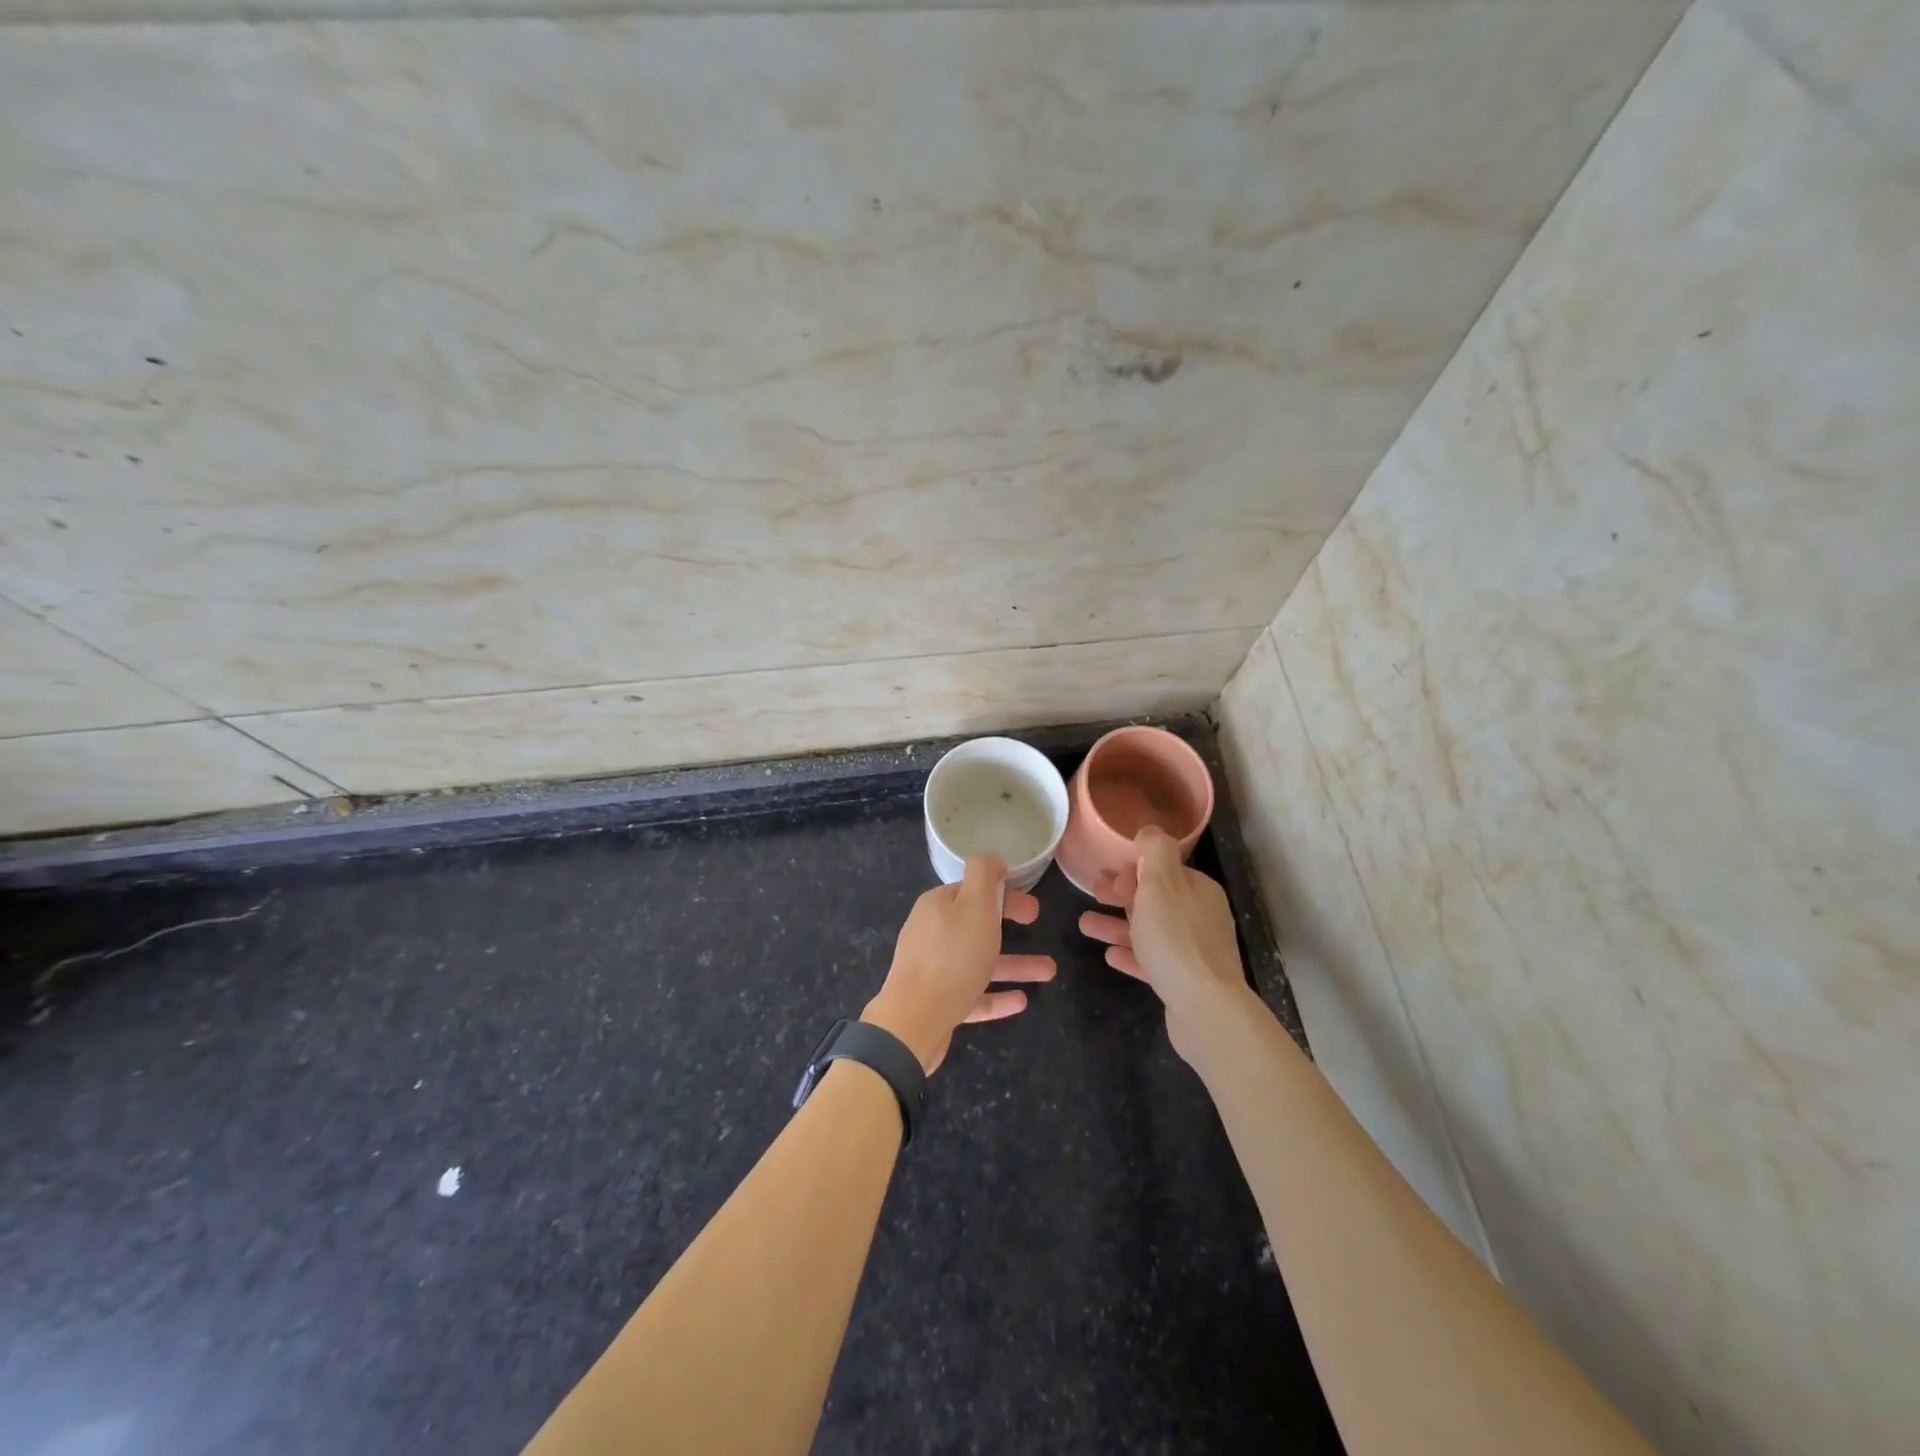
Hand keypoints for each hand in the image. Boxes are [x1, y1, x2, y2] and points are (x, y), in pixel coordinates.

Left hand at [864, 855, 1056, 1073]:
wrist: (914, 1021)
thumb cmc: (952, 957)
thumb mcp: (974, 905)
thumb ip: (983, 875)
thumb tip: (992, 859)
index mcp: (937, 906)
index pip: (972, 891)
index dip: (1004, 893)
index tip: (1031, 904)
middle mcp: (931, 933)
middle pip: (976, 924)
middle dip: (1010, 924)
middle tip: (1037, 923)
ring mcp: (932, 969)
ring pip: (979, 961)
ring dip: (1014, 964)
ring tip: (1049, 972)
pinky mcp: (936, 1002)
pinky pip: (972, 993)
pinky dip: (996, 995)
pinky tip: (1021, 1001)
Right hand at [1077, 826, 1249, 1063]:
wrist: (1205, 1009)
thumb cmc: (1176, 939)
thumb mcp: (1161, 883)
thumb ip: (1155, 851)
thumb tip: (1149, 831)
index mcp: (1197, 890)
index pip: (1162, 870)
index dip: (1131, 869)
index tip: (1103, 874)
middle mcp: (1199, 916)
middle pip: (1155, 899)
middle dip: (1121, 894)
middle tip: (1092, 893)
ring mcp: (1194, 951)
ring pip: (1149, 931)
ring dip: (1117, 925)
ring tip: (1084, 925)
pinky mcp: (1184, 982)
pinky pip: (1152, 962)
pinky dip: (1130, 954)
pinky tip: (1109, 955)